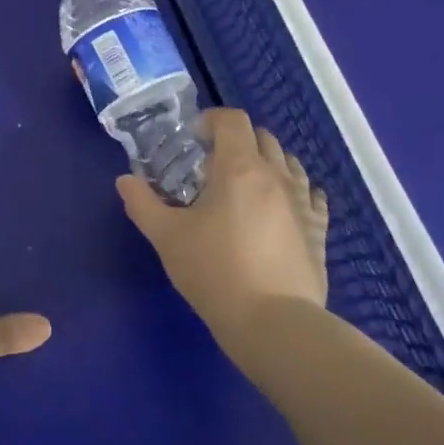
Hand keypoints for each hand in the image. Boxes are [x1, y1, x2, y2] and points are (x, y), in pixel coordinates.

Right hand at [116, 109, 329, 369]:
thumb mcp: (166, 237)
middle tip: (213, 165)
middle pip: (263, 137)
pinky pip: (311, 195)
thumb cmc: (214, 271)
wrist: (273, 324)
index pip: (232, 120)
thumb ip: (142, 203)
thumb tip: (125, 180)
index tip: (193, 140)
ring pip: (290, 163)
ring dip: (267, 162)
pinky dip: (295, 191)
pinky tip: (282, 208)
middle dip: (238, 140)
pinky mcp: (318, 231)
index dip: (211, 120)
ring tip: (246, 186)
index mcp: (239, 168)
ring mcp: (302, 203)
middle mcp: (276, 176)